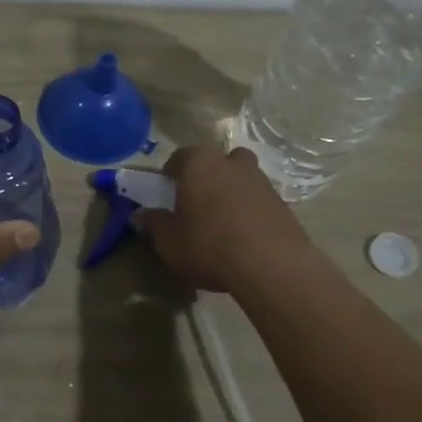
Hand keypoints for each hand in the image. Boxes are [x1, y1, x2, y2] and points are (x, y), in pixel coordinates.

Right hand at [134, 145, 312, 293]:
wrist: (271, 265)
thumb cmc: (209, 245)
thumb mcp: (169, 242)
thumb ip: (153, 224)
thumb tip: (139, 215)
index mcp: (199, 164)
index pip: (180, 156)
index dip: (171, 172)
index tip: (167, 190)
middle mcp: (231, 163)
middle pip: (216, 161)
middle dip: (207, 175)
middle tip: (198, 200)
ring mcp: (261, 180)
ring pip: (241, 176)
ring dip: (231, 190)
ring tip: (223, 219)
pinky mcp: (282, 202)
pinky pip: (258, 198)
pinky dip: (250, 209)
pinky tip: (244, 234)